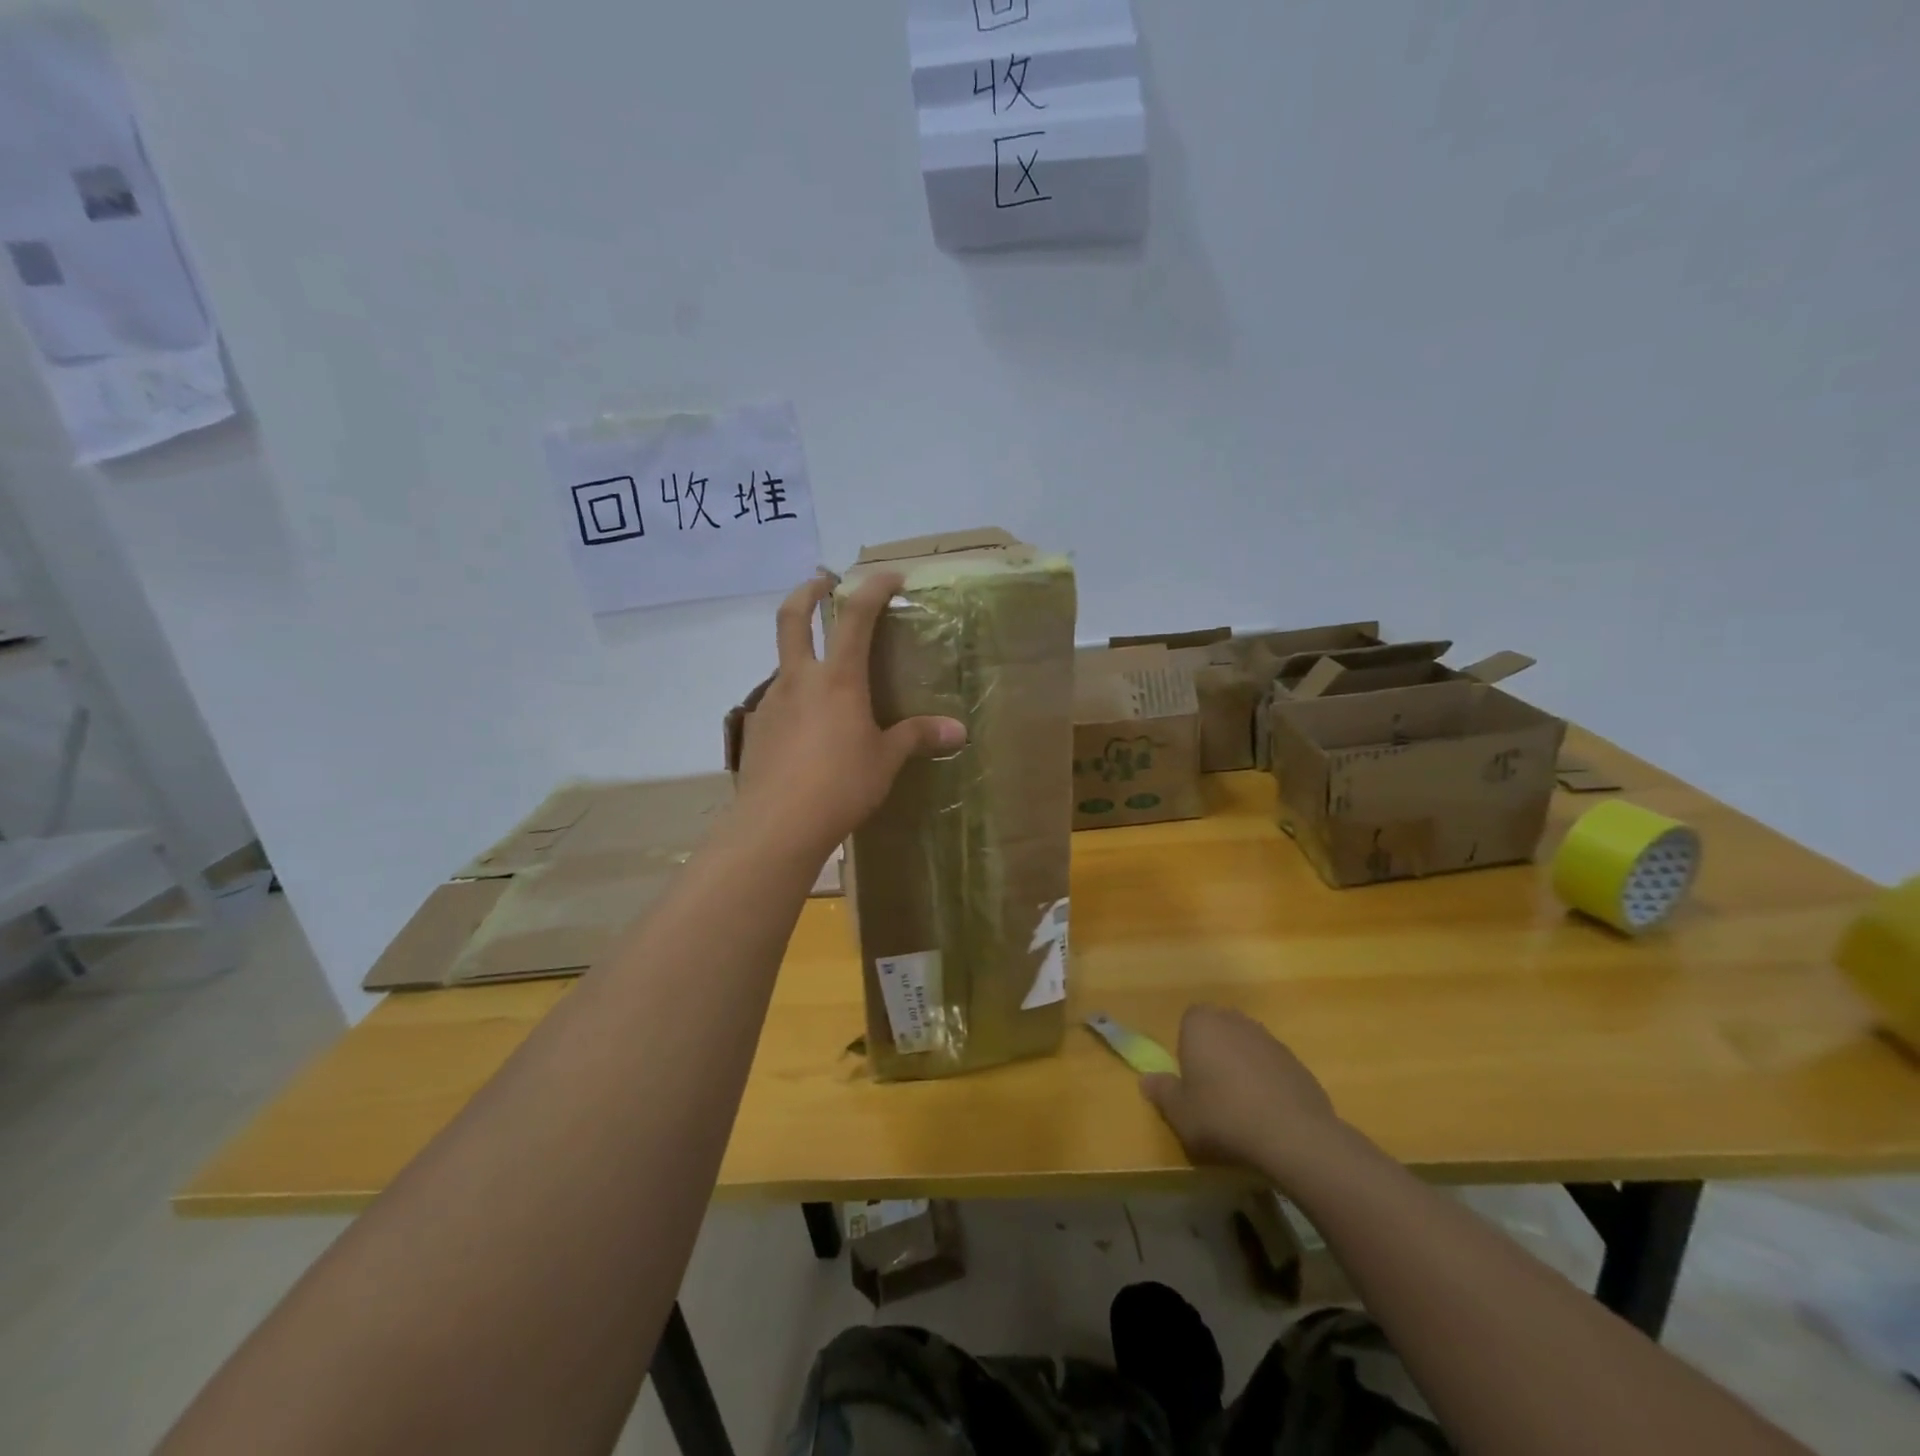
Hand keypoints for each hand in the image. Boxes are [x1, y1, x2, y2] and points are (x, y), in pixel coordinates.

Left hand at [734, 572, 966, 862]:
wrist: (777, 825)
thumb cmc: (841, 785)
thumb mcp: (885, 760)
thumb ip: (917, 737)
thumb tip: (958, 731)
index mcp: (838, 678)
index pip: (856, 616)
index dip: (873, 588)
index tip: (891, 576)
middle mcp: (800, 678)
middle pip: (794, 617)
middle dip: (808, 591)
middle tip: (823, 582)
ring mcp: (771, 701)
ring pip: (785, 661)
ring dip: (803, 652)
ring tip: (827, 676)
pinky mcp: (755, 727)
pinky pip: (778, 698)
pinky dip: (795, 695)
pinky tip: (808, 725)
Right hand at [1142, 1005, 1343, 1184]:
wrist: (1293, 1136)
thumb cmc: (1222, 1117)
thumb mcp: (1180, 1113)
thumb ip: (1162, 1092)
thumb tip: (1147, 1079)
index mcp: (1201, 1024)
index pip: (1188, 1020)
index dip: (1187, 1047)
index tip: (1190, 1078)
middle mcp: (1235, 1021)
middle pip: (1219, 1031)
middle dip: (1214, 1054)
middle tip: (1211, 1092)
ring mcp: (1269, 1040)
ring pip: (1246, 1048)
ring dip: (1242, 1068)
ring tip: (1241, 1108)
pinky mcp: (1297, 1063)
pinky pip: (1272, 1068)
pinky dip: (1267, 1084)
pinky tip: (1268, 1116)